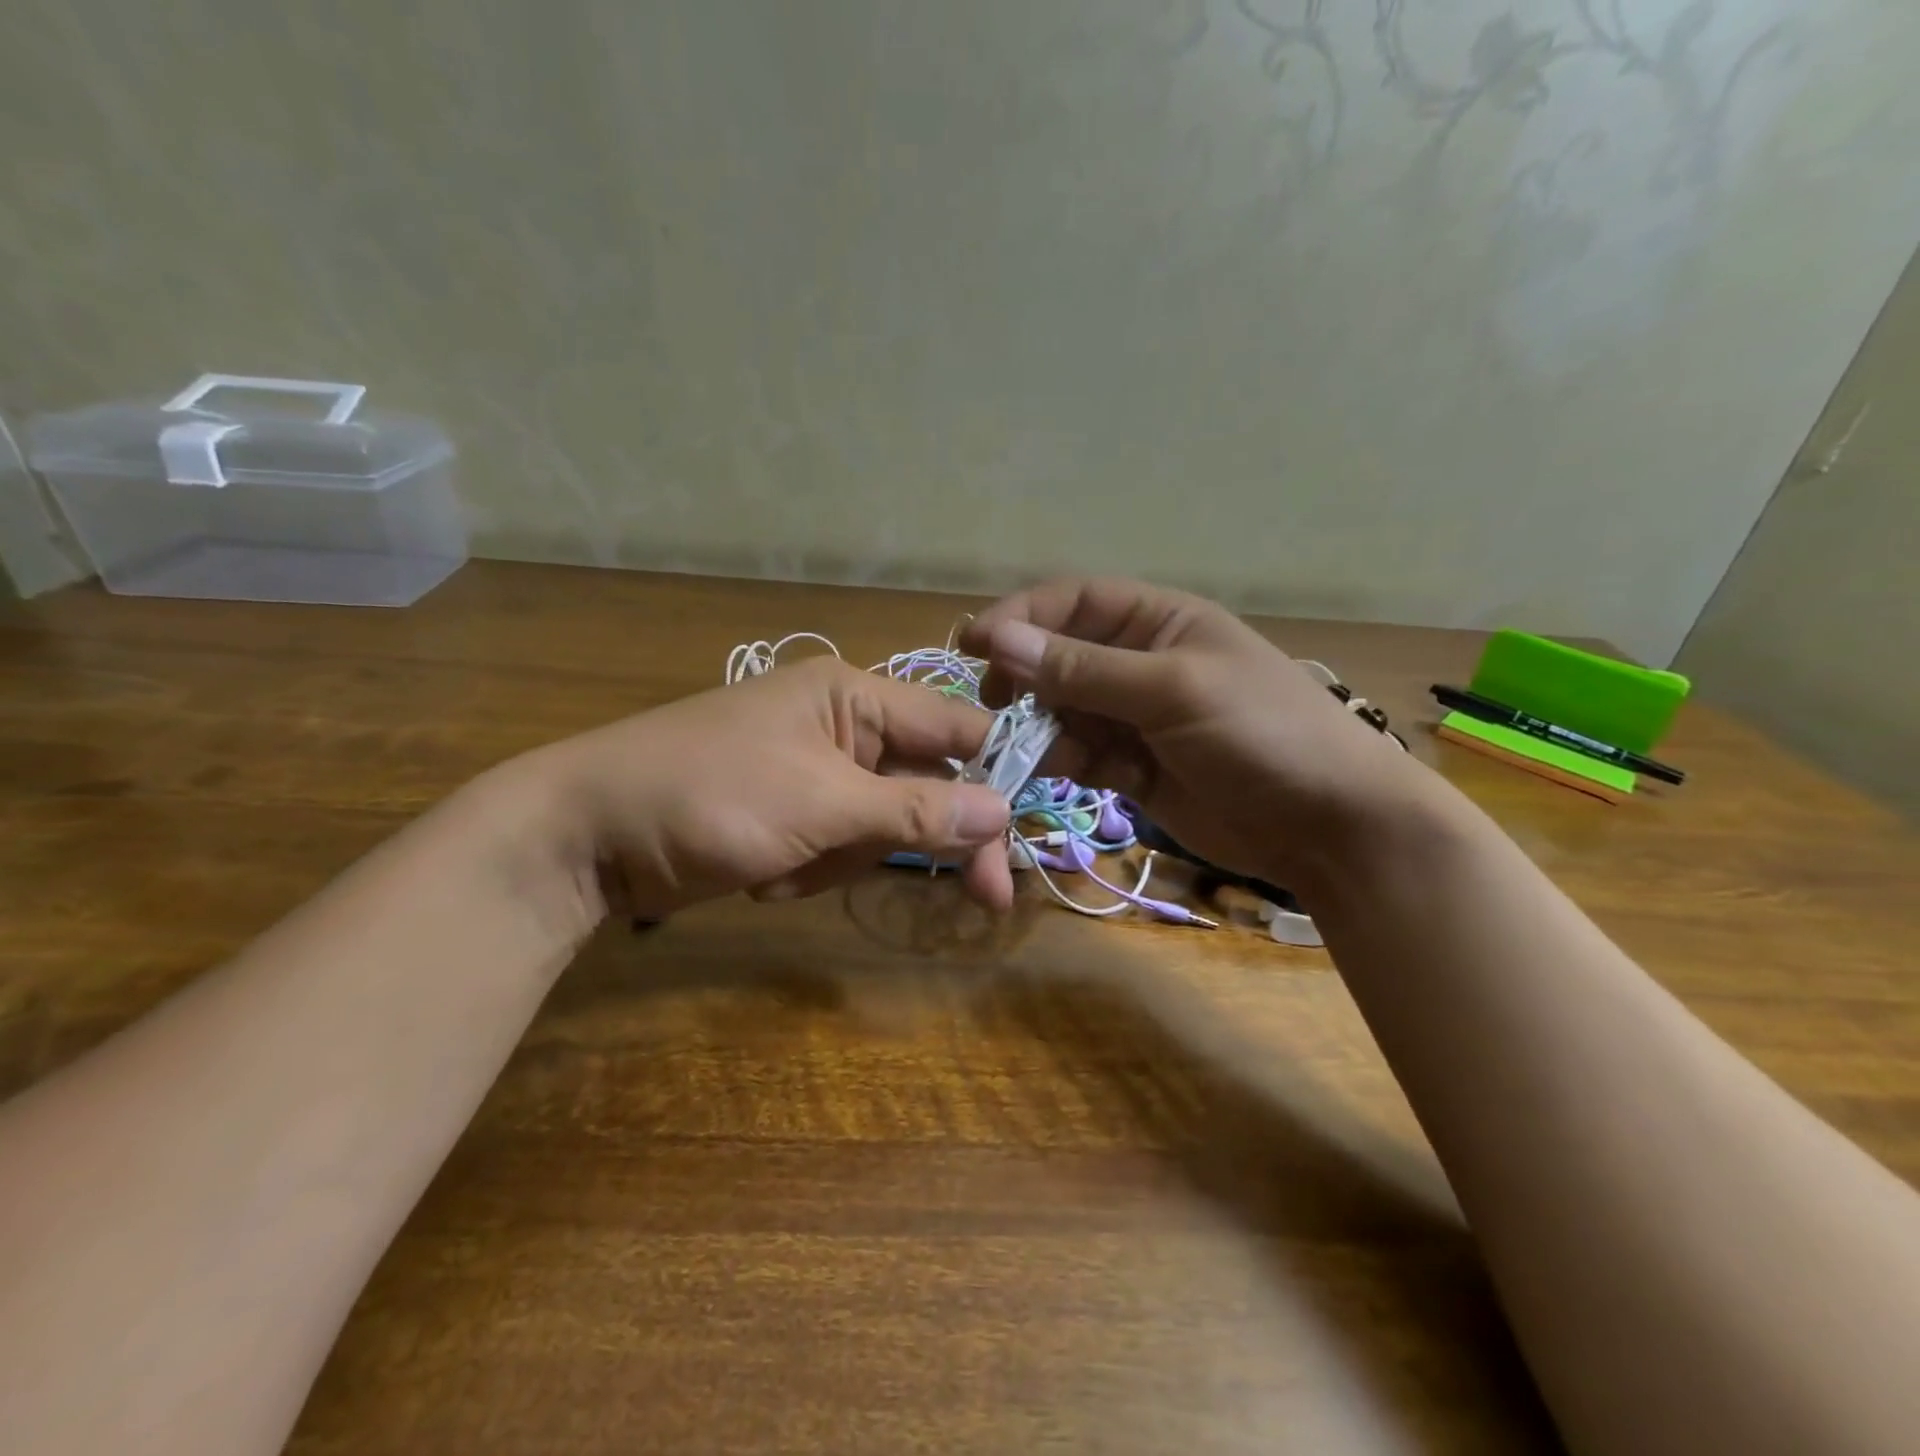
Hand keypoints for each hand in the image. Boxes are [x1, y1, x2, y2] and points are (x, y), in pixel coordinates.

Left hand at [514, 657, 1014, 920]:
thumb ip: (914, 810)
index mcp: (854, 695)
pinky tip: (766, 875)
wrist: (586, 837)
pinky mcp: (790, 814)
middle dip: (930, 839)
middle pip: (926, 785)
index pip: (954, 731)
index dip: (997, 779)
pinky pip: (839, 845)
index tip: (1030, 837)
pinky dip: (814, 869)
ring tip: (787, 867)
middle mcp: (843, 726)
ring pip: (883, 825)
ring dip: (849, 858)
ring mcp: (815, 773)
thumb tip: (1002, 810)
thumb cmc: (709, 797)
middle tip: (983, 900)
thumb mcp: (820, 804)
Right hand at [961, 577, 1423, 891]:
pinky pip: (1080, 755)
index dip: (1022, 617)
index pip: (1074, 602)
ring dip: (1041, 728)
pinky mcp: (1132, 768)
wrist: (1327, 825)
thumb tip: (999, 640)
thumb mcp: (1173, 689)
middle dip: (1025, 678)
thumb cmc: (1261, 732)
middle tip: (995, 706)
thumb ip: (1085, 670)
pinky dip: (1063, 763)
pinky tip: (1065, 775)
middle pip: (1059, 658)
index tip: (973, 644)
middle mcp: (1139, 663)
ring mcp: (1134, 718)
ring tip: (1031, 752)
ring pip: (1062, 712)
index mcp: (1157, 622)